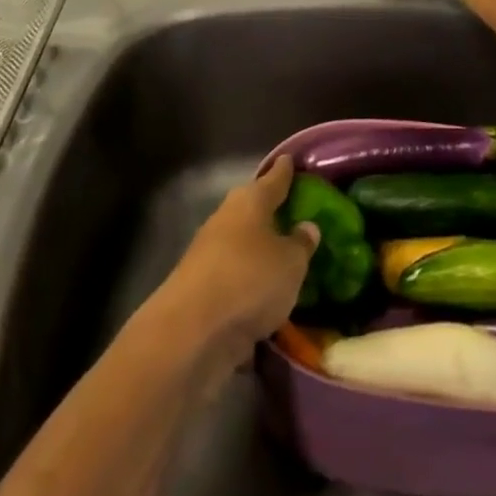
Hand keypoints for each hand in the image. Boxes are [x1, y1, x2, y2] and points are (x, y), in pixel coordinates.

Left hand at [153, 155, 319, 374]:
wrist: (190, 335)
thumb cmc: (249, 281)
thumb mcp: (291, 263)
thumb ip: (301, 244)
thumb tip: (306, 227)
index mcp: (250, 201)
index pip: (273, 179)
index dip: (285, 170)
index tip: (291, 160)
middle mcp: (226, 220)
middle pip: (253, 210)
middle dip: (271, 212)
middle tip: (296, 214)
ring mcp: (208, 256)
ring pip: (242, 246)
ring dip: (259, 252)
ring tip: (285, 259)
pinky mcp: (199, 291)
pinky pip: (234, 279)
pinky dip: (248, 285)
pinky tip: (266, 298)